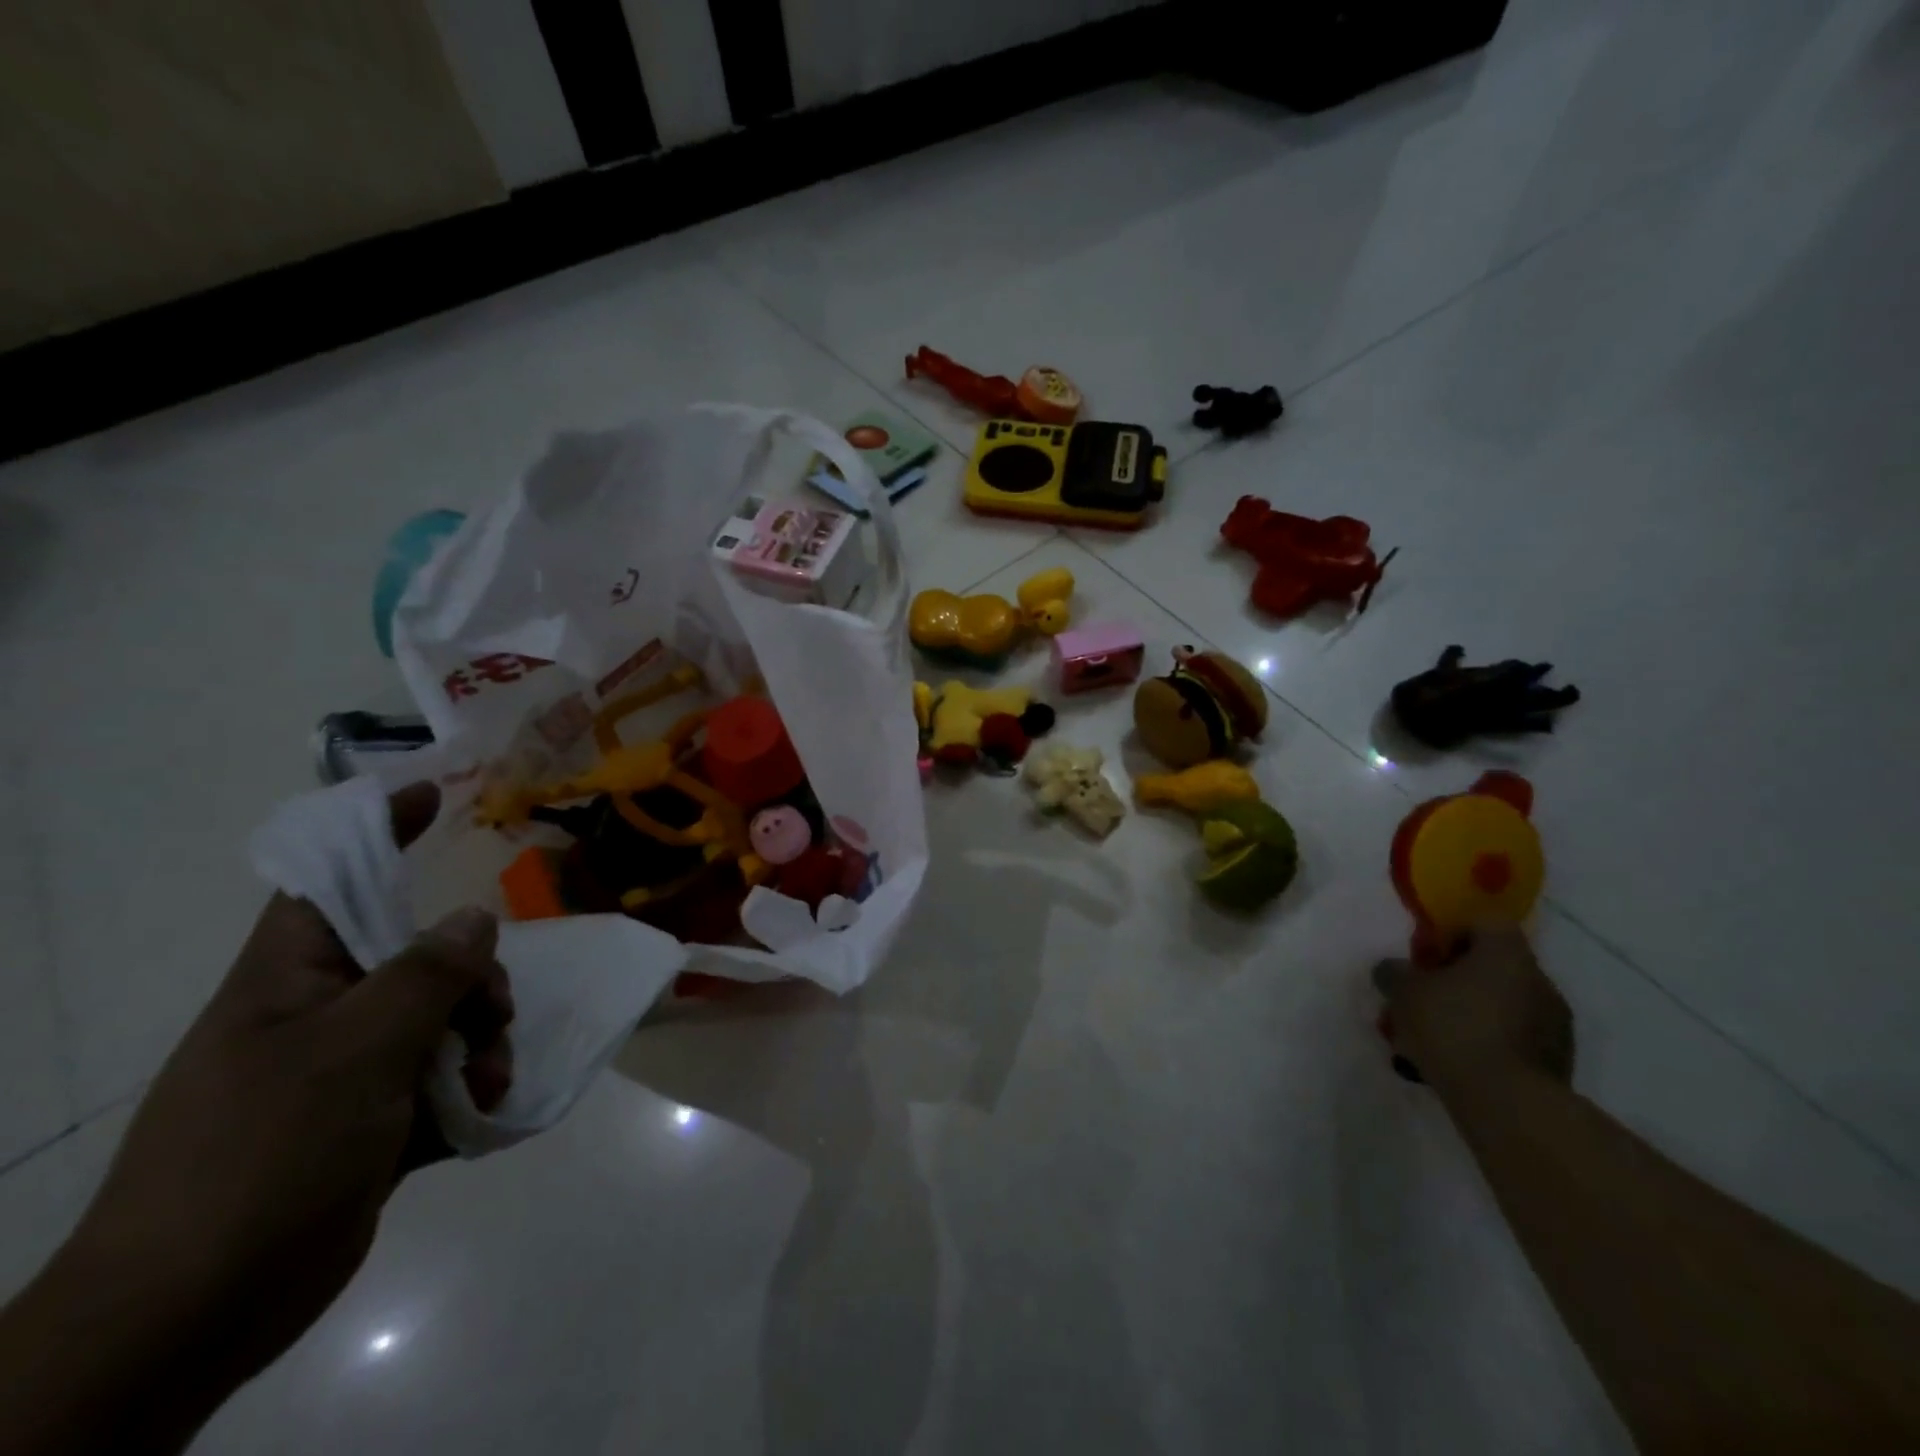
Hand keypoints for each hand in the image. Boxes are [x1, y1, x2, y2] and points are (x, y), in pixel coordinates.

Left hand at [56, 783, 512, 1418]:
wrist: (191, 1317)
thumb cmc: (261, 1157)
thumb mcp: (356, 1053)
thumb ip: (426, 976)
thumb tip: (474, 917)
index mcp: (290, 979)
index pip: (331, 881)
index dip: (376, 832)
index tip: (429, 794)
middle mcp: (319, 1012)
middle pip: (417, 956)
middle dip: (472, 977)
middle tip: (492, 1012)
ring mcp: (345, 1069)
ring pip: (441, 1018)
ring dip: (480, 1039)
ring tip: (489, 1078)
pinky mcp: (369, 1119)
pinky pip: (440, 1075)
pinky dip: (470, 1085)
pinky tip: (485, 1107)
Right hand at [1374, 924, 1573, 1094]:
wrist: (1509, 1104)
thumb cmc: (1453, 1028)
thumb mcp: (1403, 992)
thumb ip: (1394, 972)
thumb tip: (1394, 969)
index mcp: (1507, 954)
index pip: (1485, 921)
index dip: (1452, 933)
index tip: (1428, 957)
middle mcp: (1539, 981)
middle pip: (1494, 965)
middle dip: (1459, 979)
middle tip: (1426, 999)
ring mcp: (1555, 1024)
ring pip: (1504, 1004)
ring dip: (1474, 1013)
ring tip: (1437, 1039)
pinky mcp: (1558, 1062)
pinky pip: (1516, 1038)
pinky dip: (1490, 1043)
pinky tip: (1461, 1064)